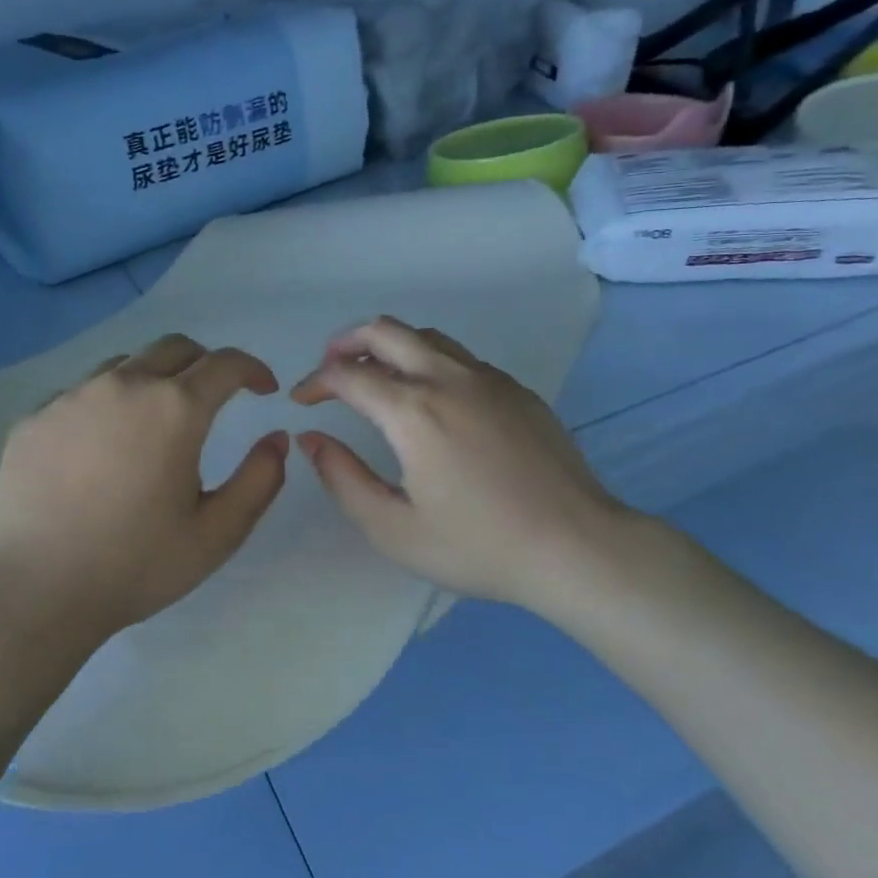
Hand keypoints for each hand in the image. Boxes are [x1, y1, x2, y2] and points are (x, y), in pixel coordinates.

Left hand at [0, 334, 288, 656]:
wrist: (33, 591)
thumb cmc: (135, 565)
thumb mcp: (217, 534)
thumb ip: (259, 480)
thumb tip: (276, 438)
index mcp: (174, 408)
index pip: (226, 363)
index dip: (253, 369)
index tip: (264, 389)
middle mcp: (123, 385)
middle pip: (175, 348)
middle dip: (206, 364)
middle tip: (216, 397)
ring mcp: (71, 397)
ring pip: (126, 364)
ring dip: (154, 379)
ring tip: (156, 421)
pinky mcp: (34, 417)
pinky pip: (81, 392)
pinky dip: (107, 403)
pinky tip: (101, 447)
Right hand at [291, 316, 640, 616]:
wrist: (575, 546)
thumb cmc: (478, 546)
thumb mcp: (394, 529)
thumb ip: (343, 479)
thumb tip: (312, 439)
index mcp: (413, 411)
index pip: (347, 375)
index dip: (315, 382)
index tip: (302, 402)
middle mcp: (448, 379)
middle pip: (385, 331)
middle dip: (346, 342)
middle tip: (330, 369)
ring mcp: (488, 379)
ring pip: (426, 336)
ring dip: (389, 346)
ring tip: (375, 376)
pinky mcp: (517, 390)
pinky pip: (461, 358)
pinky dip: (429, 361)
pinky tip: (431, 399)